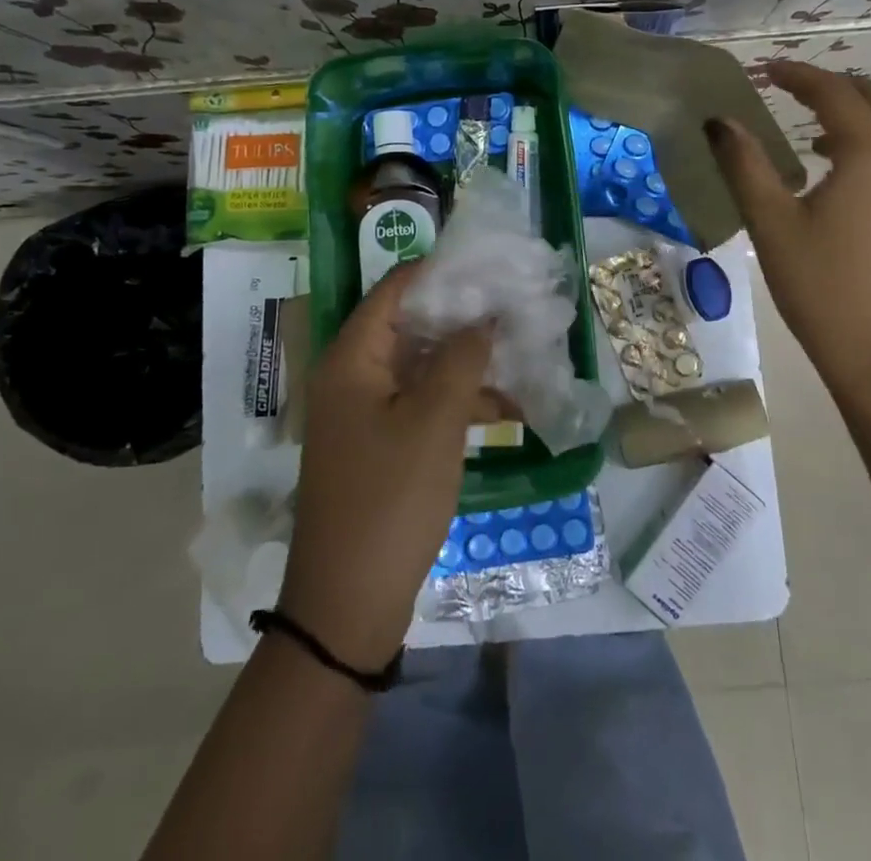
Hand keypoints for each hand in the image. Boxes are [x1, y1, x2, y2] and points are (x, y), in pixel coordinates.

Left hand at [279, 262, 490, 669]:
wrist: (348, 604)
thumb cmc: (390, 500)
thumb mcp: (434, 422)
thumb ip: (462, 359)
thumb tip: (486, 316)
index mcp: (352, 358)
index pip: (396, 288)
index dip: (443, 271)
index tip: (492, 267)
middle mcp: (353, 375)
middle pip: (411, 324)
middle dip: (464, 316)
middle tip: (515, 305)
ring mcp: (366, 411)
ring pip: (422, 365)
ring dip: (468, 360)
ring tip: (522, 351)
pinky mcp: (382, 442)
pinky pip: (422, 402)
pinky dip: (459, 400)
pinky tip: (508, 408)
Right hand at [707, 63, 870, 399]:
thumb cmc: (824, 289)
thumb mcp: (772, 224)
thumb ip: (746, 166)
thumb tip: (720, 122)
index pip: (834, 94)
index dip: (798, 75)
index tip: (766, 70)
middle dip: (839, 86)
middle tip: (795, 92)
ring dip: (863, 115)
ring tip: (817, 133)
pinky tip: (841, 181)